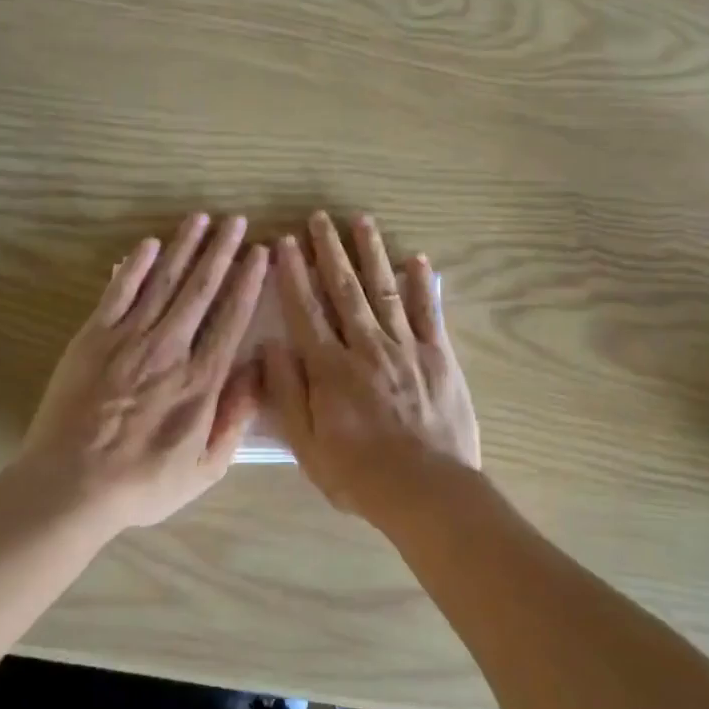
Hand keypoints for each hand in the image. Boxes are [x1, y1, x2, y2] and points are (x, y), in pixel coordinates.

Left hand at [17, 213, 268, 530]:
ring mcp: (128, 340)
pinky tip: (150, 244)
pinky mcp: (92, 339)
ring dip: (185, 247)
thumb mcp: (205, 468)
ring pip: (163, 282)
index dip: (248, 282)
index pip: (232, 318)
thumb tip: (259, 370)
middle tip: (237, 220)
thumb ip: (235, 417)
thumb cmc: (142, 484)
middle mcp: (170, 349)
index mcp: (201, 381)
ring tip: (202, 219)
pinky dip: (135, 267)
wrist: (69, 487)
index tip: (260, 253)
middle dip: (222, 251)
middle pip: (201, 289)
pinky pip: (118, 293)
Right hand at [262, 212, 479, 518]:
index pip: (306, 310)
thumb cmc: (359, 475)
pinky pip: (428, 312)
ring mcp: (405, 347)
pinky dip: (422, 284)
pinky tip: (417, 259)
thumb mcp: (307, 445)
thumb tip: (270, 346)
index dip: (294, 275)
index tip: (285, 243)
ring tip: (361, 222)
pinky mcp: (438, 356)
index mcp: (331, 368)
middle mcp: (366, 346)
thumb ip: (287, 392)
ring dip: (371, 253)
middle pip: (345, 289)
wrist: (427, 490)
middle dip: (330, 251)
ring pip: (384, 290)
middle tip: (320, 218)